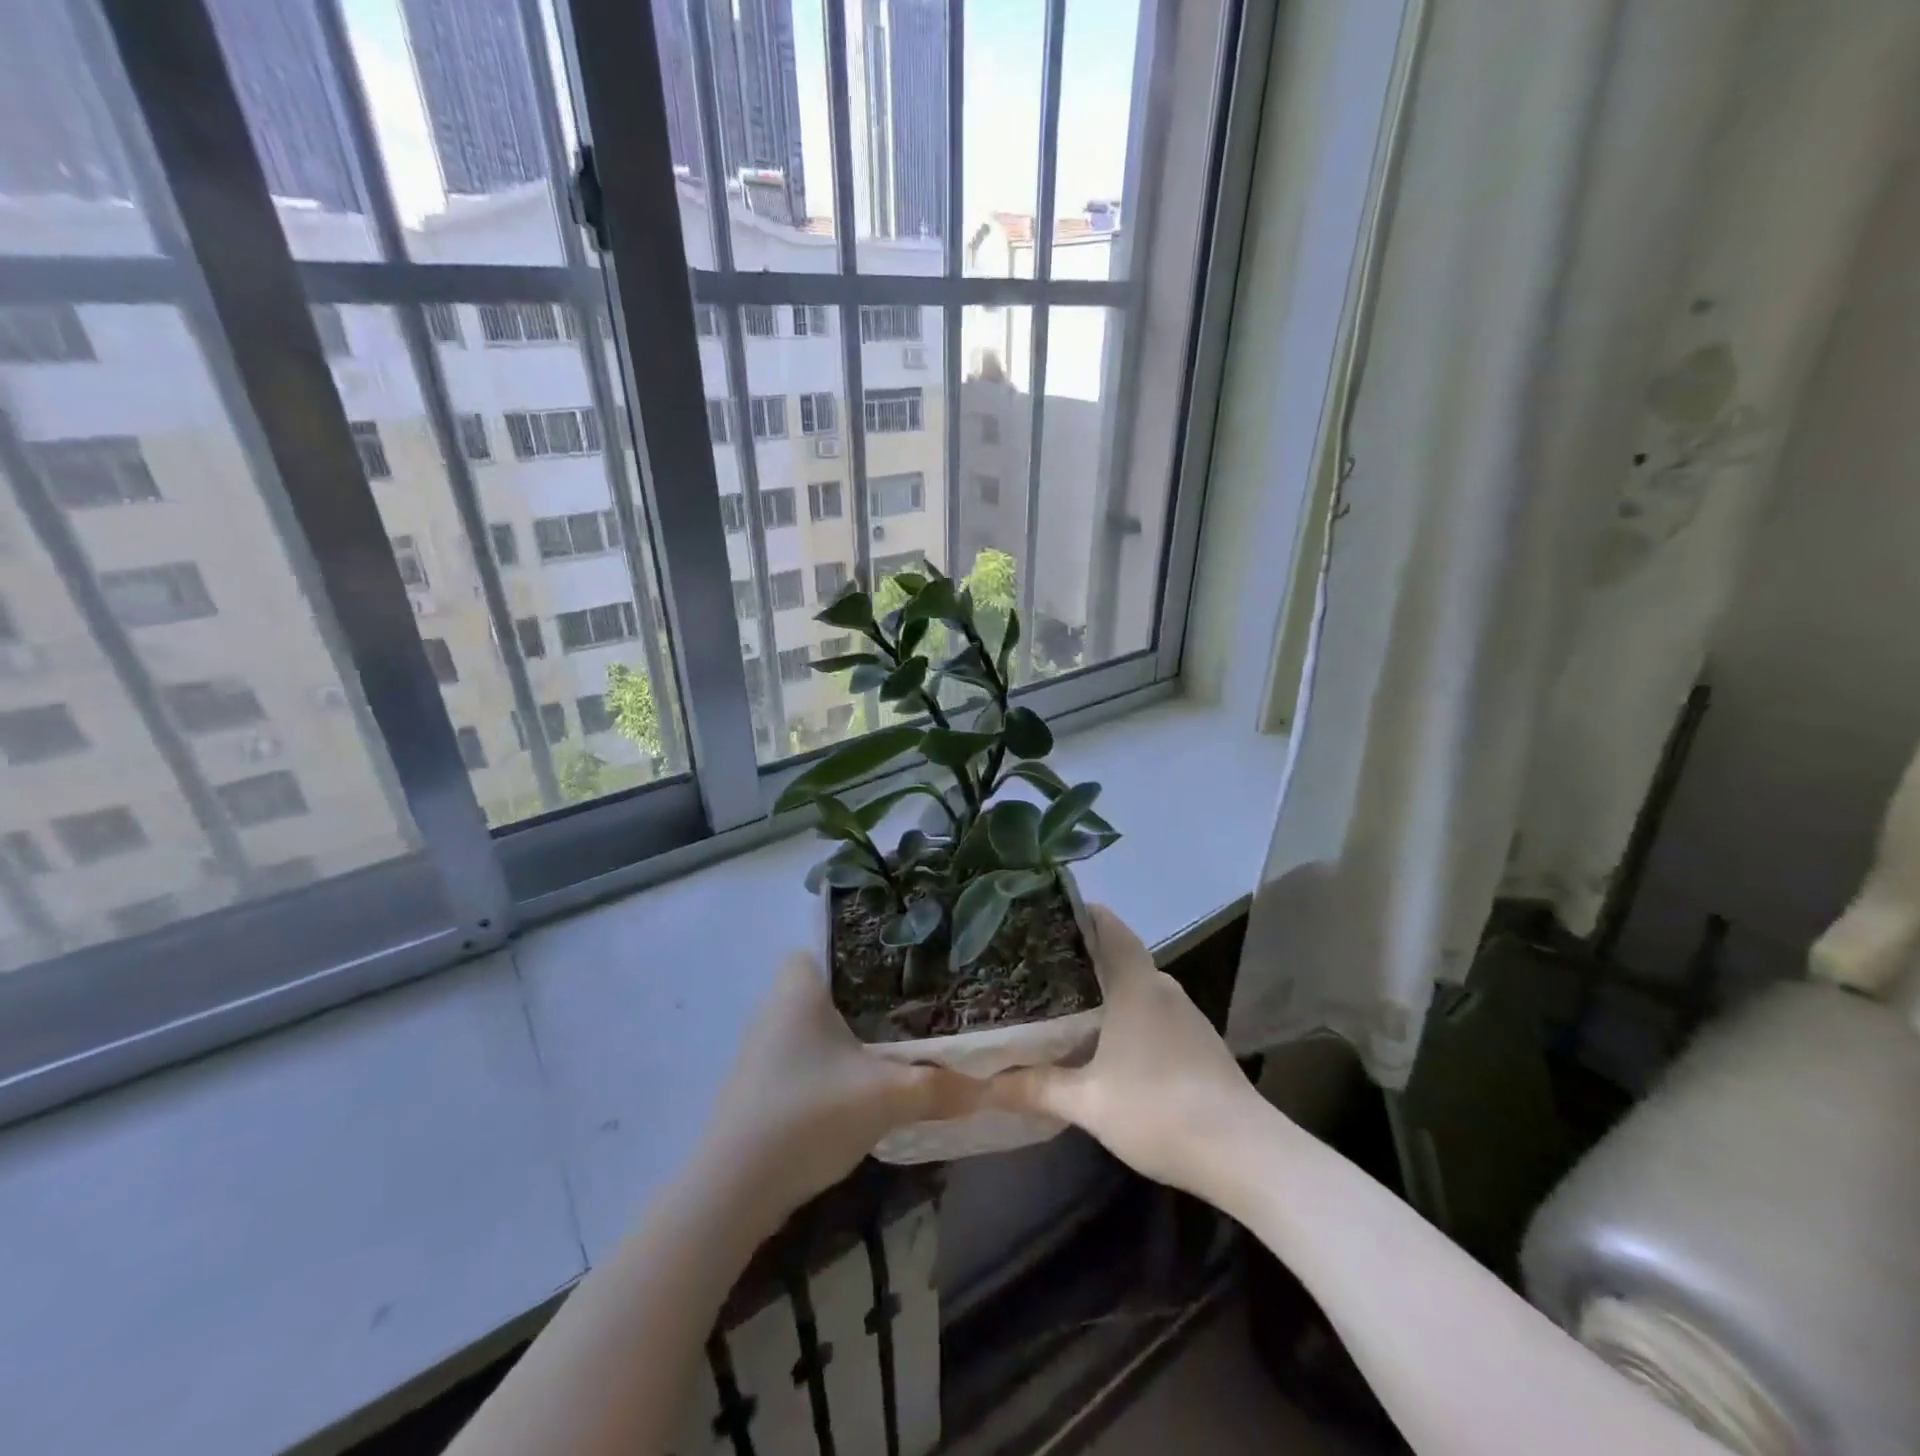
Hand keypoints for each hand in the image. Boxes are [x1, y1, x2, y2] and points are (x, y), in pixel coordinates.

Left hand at [699, 952, 981, 1224]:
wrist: (733, 1192)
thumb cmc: (807, 1115)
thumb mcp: (885, 1097)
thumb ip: (939, 1088)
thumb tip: (988, 1086)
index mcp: (797, 989)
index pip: (822, 945)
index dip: (856, 951)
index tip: (895, 967)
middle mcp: (772, 1009)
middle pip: (823, 987)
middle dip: (861, 997)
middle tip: (907, 1007)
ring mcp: (760, 1051)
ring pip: (812, 1027)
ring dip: (844, 1036)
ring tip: (891, 1044)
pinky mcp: (757, 1088)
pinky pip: (801, 1059)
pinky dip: (826, 1066)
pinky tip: (854, 1088)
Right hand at [985, 905, 1258, 1196]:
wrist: (1245, 1154)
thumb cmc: (1159, 1110)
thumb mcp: (1087, 1102)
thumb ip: (1033, 1088)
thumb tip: (981, 1085)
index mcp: (1136, 983)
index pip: (1105, 924)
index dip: (1074, 911)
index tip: (1038, 913)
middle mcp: (1161, 986)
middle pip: (1115, 953)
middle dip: (1075, 954)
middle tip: (1031, 961)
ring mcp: (1184, 1013)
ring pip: (1133, 984)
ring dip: (1100, 986)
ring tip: (1055, 997)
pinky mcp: (1196, 1040)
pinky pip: (1149, 1009)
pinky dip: (1122, 1011)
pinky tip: (1100, 1039)